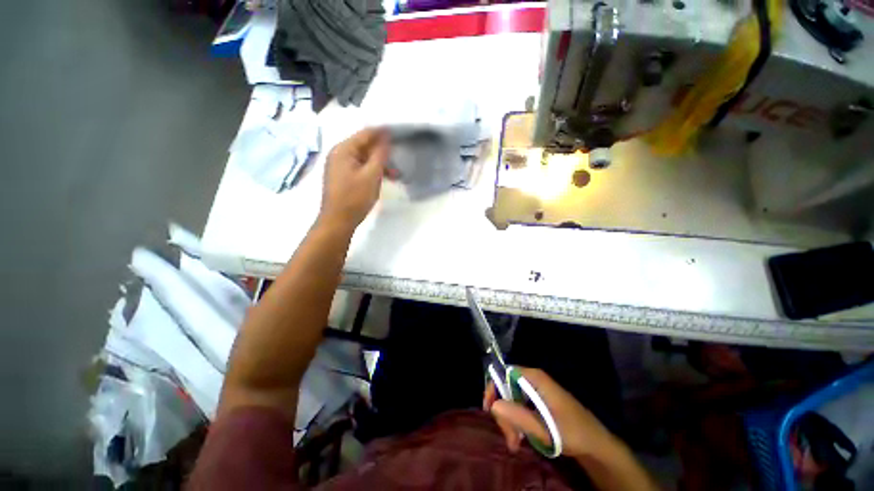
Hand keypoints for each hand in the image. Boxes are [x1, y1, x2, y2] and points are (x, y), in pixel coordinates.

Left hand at [318, 128, 389, 231]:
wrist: (338, 221)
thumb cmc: (355, 198)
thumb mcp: (371, 175)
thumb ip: (380, 154)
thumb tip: (386, 136)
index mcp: (343, 149)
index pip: (366, 134)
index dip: (382, 133)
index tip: (399, 133)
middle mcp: (339, 153)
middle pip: (364, 146)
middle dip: (383, 152)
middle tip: (400, 158)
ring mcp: (339, 166)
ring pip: (364, 159)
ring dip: (380, 164)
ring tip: (396, 175)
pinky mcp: (343, 176)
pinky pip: (360, 168)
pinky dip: (372, 171)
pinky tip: (384, 179)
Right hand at [484, 367, 616, 458]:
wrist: (596, 444)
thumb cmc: (572, 433)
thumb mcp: (545, 429)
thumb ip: (519, 416)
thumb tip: (493, 405)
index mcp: (535, 378)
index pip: (505, 373)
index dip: (493, 387)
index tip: (489, 409)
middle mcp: (533, 380)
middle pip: (506, 388)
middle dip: (504, 413)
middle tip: (509, 438)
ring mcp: (536, 391)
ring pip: (512, 399)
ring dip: (510, 421)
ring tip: (515, 444)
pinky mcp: (538, 402)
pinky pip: (519, 406)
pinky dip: (517, 422)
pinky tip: (520, 438)